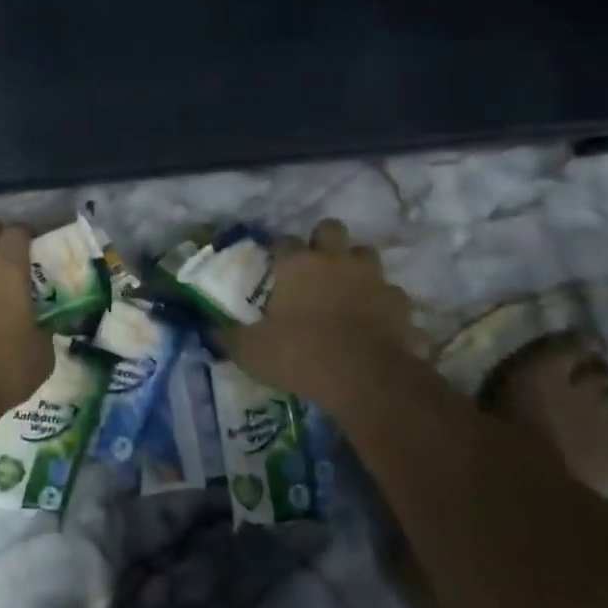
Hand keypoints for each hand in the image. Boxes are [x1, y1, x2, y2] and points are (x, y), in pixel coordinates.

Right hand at [224, 219, 425, 413]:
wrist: (366, 379)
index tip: (276, 270)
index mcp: (297, 264)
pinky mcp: (399, 302)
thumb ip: (228, 337)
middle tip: (315, 268)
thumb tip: (208, 329)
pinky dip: (382, 301)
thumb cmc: (301, 356)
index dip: (280, 253)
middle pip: (330, 229)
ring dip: (355, 265)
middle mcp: (334, 260)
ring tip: (346, 288)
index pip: (285, 242)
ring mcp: (371, 277)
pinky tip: (374, 318)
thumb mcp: (251, 352)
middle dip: (324, 241)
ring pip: (365, 253)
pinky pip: (390, 291)